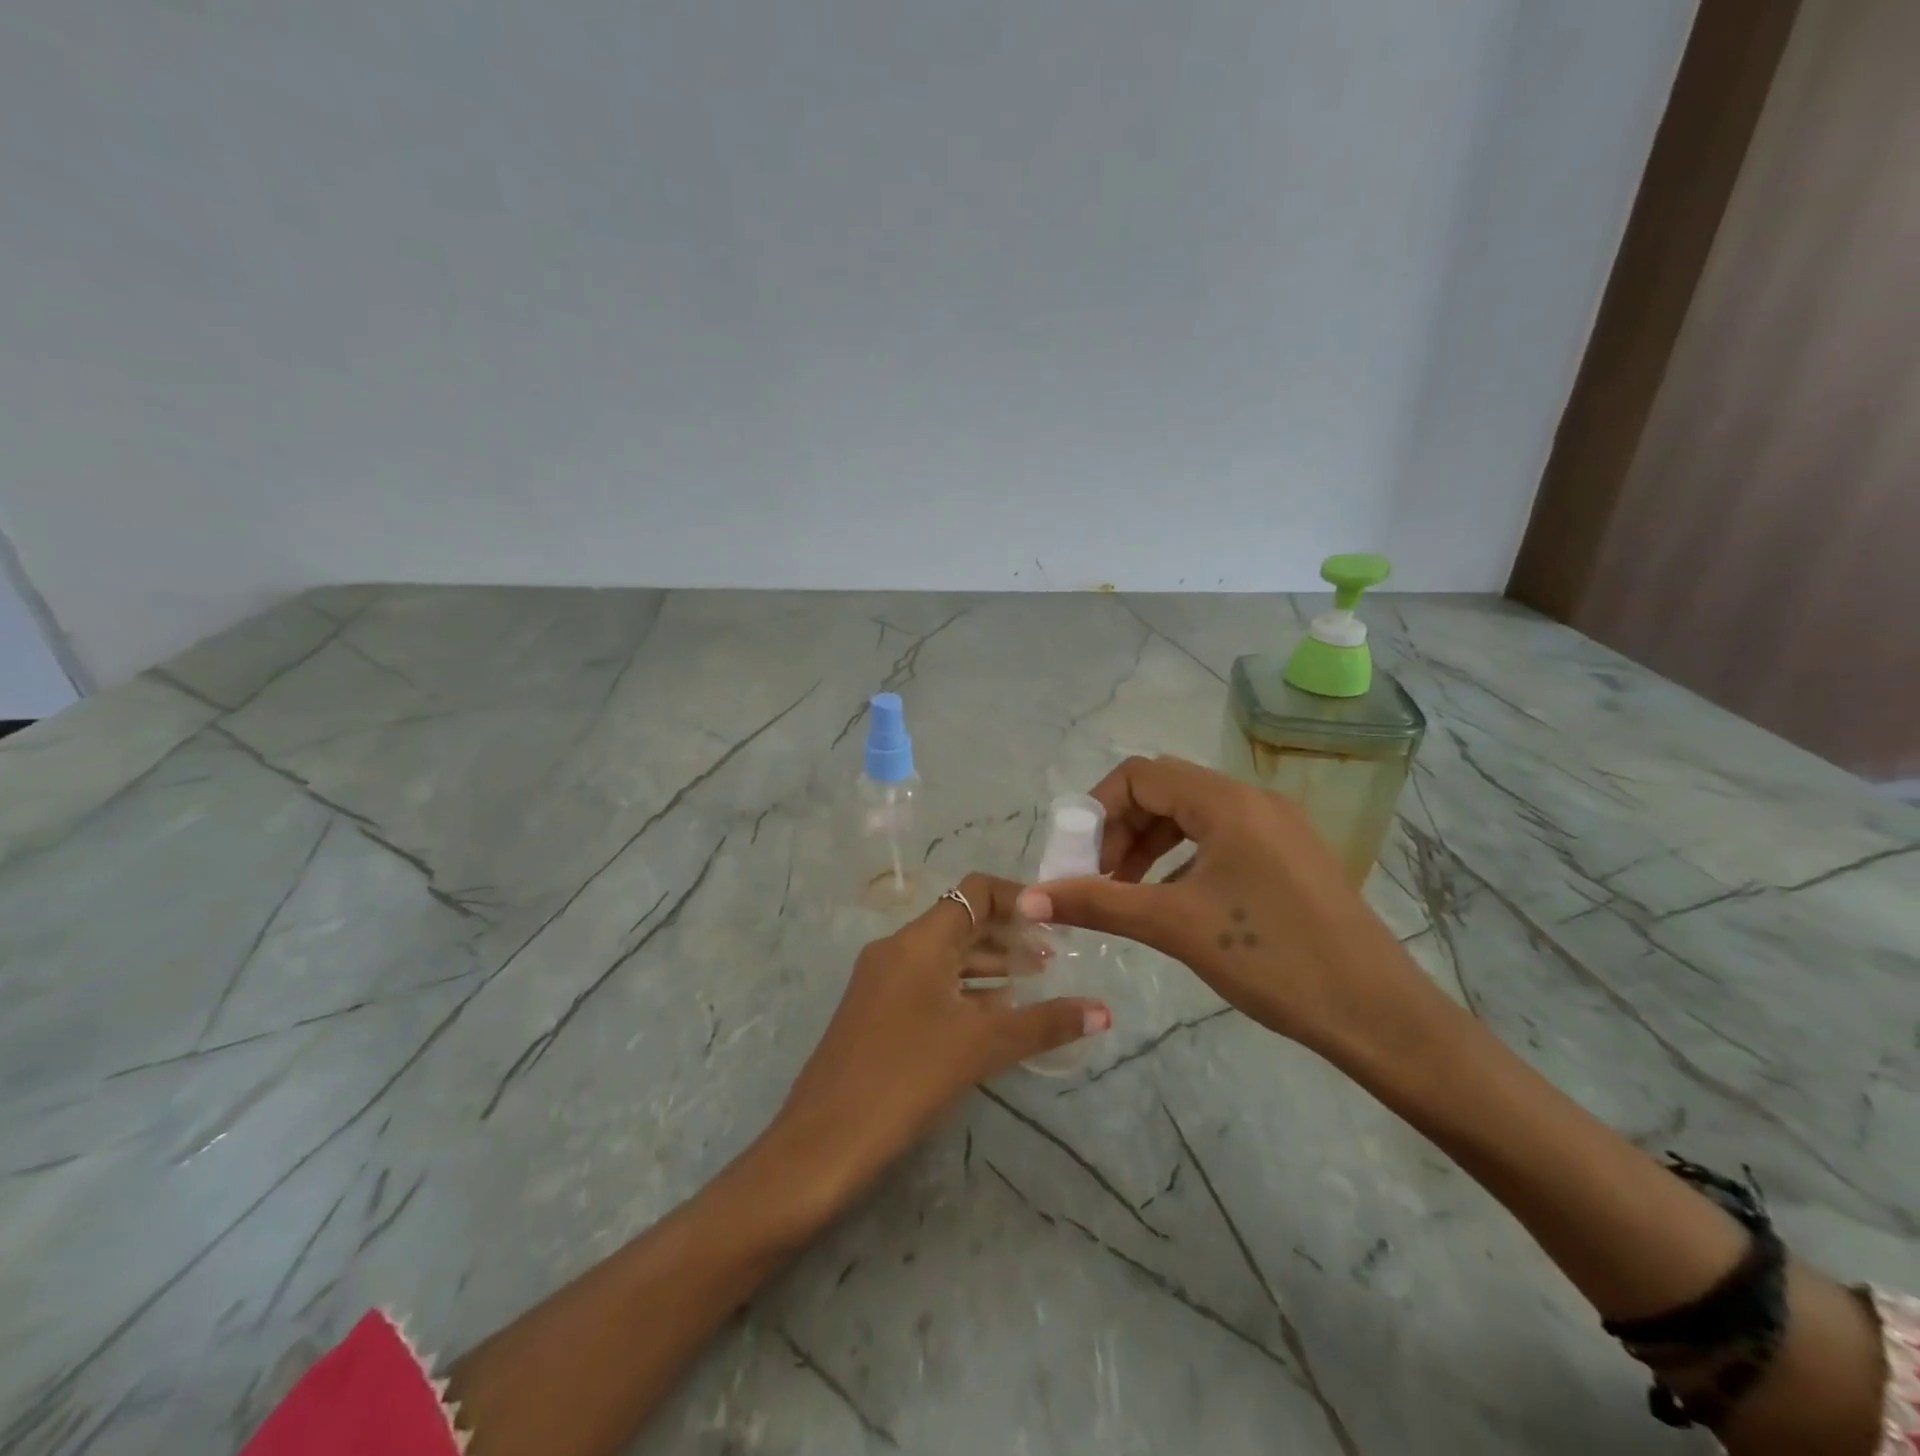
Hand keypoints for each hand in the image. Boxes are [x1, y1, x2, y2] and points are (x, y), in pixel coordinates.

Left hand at [765, 873, 1110, 1223]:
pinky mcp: (875, 1011)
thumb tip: (1104, 1011)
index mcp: (919, 941)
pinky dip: (964, 989)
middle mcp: (898, 949)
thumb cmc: (906, 1077)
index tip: (1055, 923)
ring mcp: (881, 980)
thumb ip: (1045, 1023)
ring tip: (1033, 985)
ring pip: (945, 956)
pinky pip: (928, 983)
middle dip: (1008, 936)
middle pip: (961, 922)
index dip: (1018, 899)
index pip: (975, 892)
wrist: (823, 1142)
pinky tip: (992, 1015)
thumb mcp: (982, 1046)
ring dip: (988, 965)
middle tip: (1054, 959)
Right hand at [1015, 755, 1432, 1061]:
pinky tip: (1175, 900)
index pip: (1140, 775)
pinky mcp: (1290, 854)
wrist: (1378, 1014)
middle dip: (1122, 829)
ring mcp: (1277, 825)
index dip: (1098, 810)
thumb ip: (1097, 903)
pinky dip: (1184, 857)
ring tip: (1129, 892)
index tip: (1079, 859)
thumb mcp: (1174, 926)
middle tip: (1099, 880)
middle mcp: (1253, 799)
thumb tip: (1027, 899)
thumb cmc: (1272, 959)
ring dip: (1150, 844)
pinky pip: (1221, 836)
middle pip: (1165, 790)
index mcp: (1227, 802)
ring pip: (1193, 814)